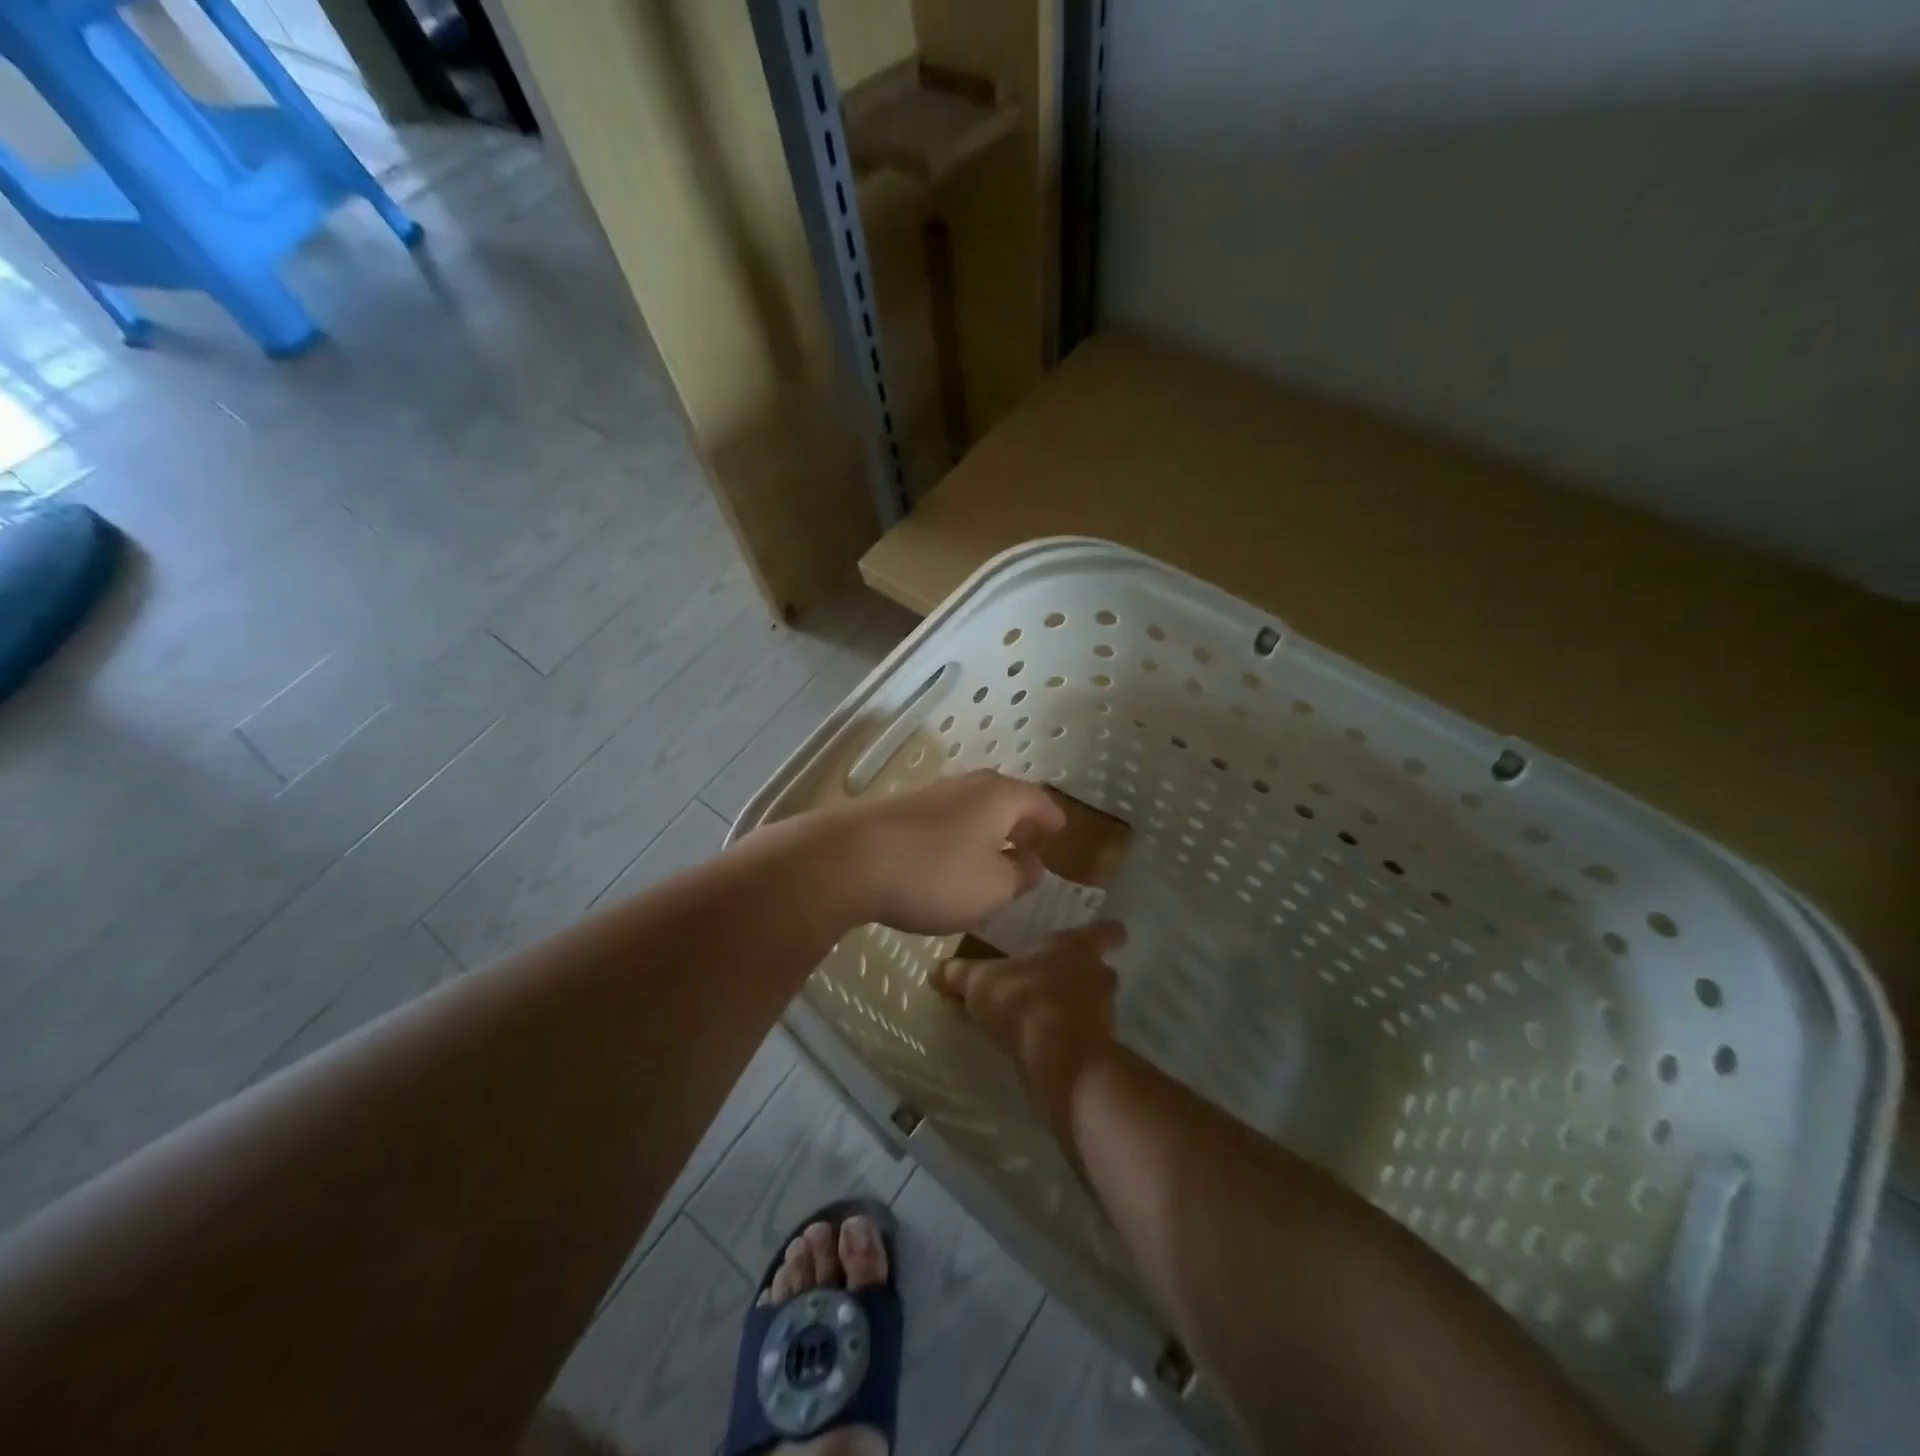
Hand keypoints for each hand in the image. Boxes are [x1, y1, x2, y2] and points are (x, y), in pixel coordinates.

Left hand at [829, 769, 1067, 933]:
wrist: (851, 859)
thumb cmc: (937, 874)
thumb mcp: (994, 887)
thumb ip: (1020, 875)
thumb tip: (1031, 863)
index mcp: (1000, 796)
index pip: (1039, 801)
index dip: (1052, 819)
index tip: (1061, 833)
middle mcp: (968, 785)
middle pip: (1005, 798)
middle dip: (1020, 822)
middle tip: (1029, 846)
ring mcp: (932, 794)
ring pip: (973, 808)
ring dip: (988, 830)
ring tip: (992, 857)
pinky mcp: (902, 810)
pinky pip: (945, 820)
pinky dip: (959, 836)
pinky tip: (950, 861)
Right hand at [935, 922, 1122, 1136]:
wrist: (1056, 1058)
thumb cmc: (1022, 999)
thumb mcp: (979, 982)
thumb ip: (959, 974)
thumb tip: (937, 970)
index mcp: (1076, 945)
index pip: (1108, 931)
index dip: (1105, 933)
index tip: (1099, 937)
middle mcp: (1098, 974)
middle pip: (1100, 969)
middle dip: (1081, 975)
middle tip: (1053, 981)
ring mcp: (1105, 1014)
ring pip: (1094, 1004)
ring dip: (1075, 1009)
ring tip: (1044, 1017)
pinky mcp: (1100, 1049)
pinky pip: (1085, 1037)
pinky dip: (1069, 1039)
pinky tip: (1044, 1046)